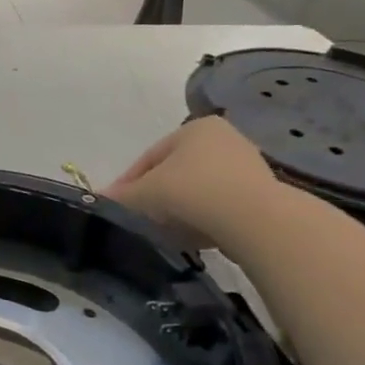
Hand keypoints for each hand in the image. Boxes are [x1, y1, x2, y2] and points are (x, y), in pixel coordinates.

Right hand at [108, 116, 285, 248]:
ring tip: (165, 232)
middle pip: (175, 172)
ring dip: (180, 209)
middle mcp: (225, 138)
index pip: (149, 157)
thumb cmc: (191, 193)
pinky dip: (204, 218)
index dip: (128, 183)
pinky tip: (194, 236)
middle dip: (156, 196)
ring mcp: (249, 166)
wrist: (254, 221)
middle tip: (140, 219)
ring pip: (198, 190)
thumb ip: (119, 196)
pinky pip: (221, 205)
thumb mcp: (143, 194)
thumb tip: (100, 199)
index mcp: (195, 127)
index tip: (117, 206)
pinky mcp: (264, 195)